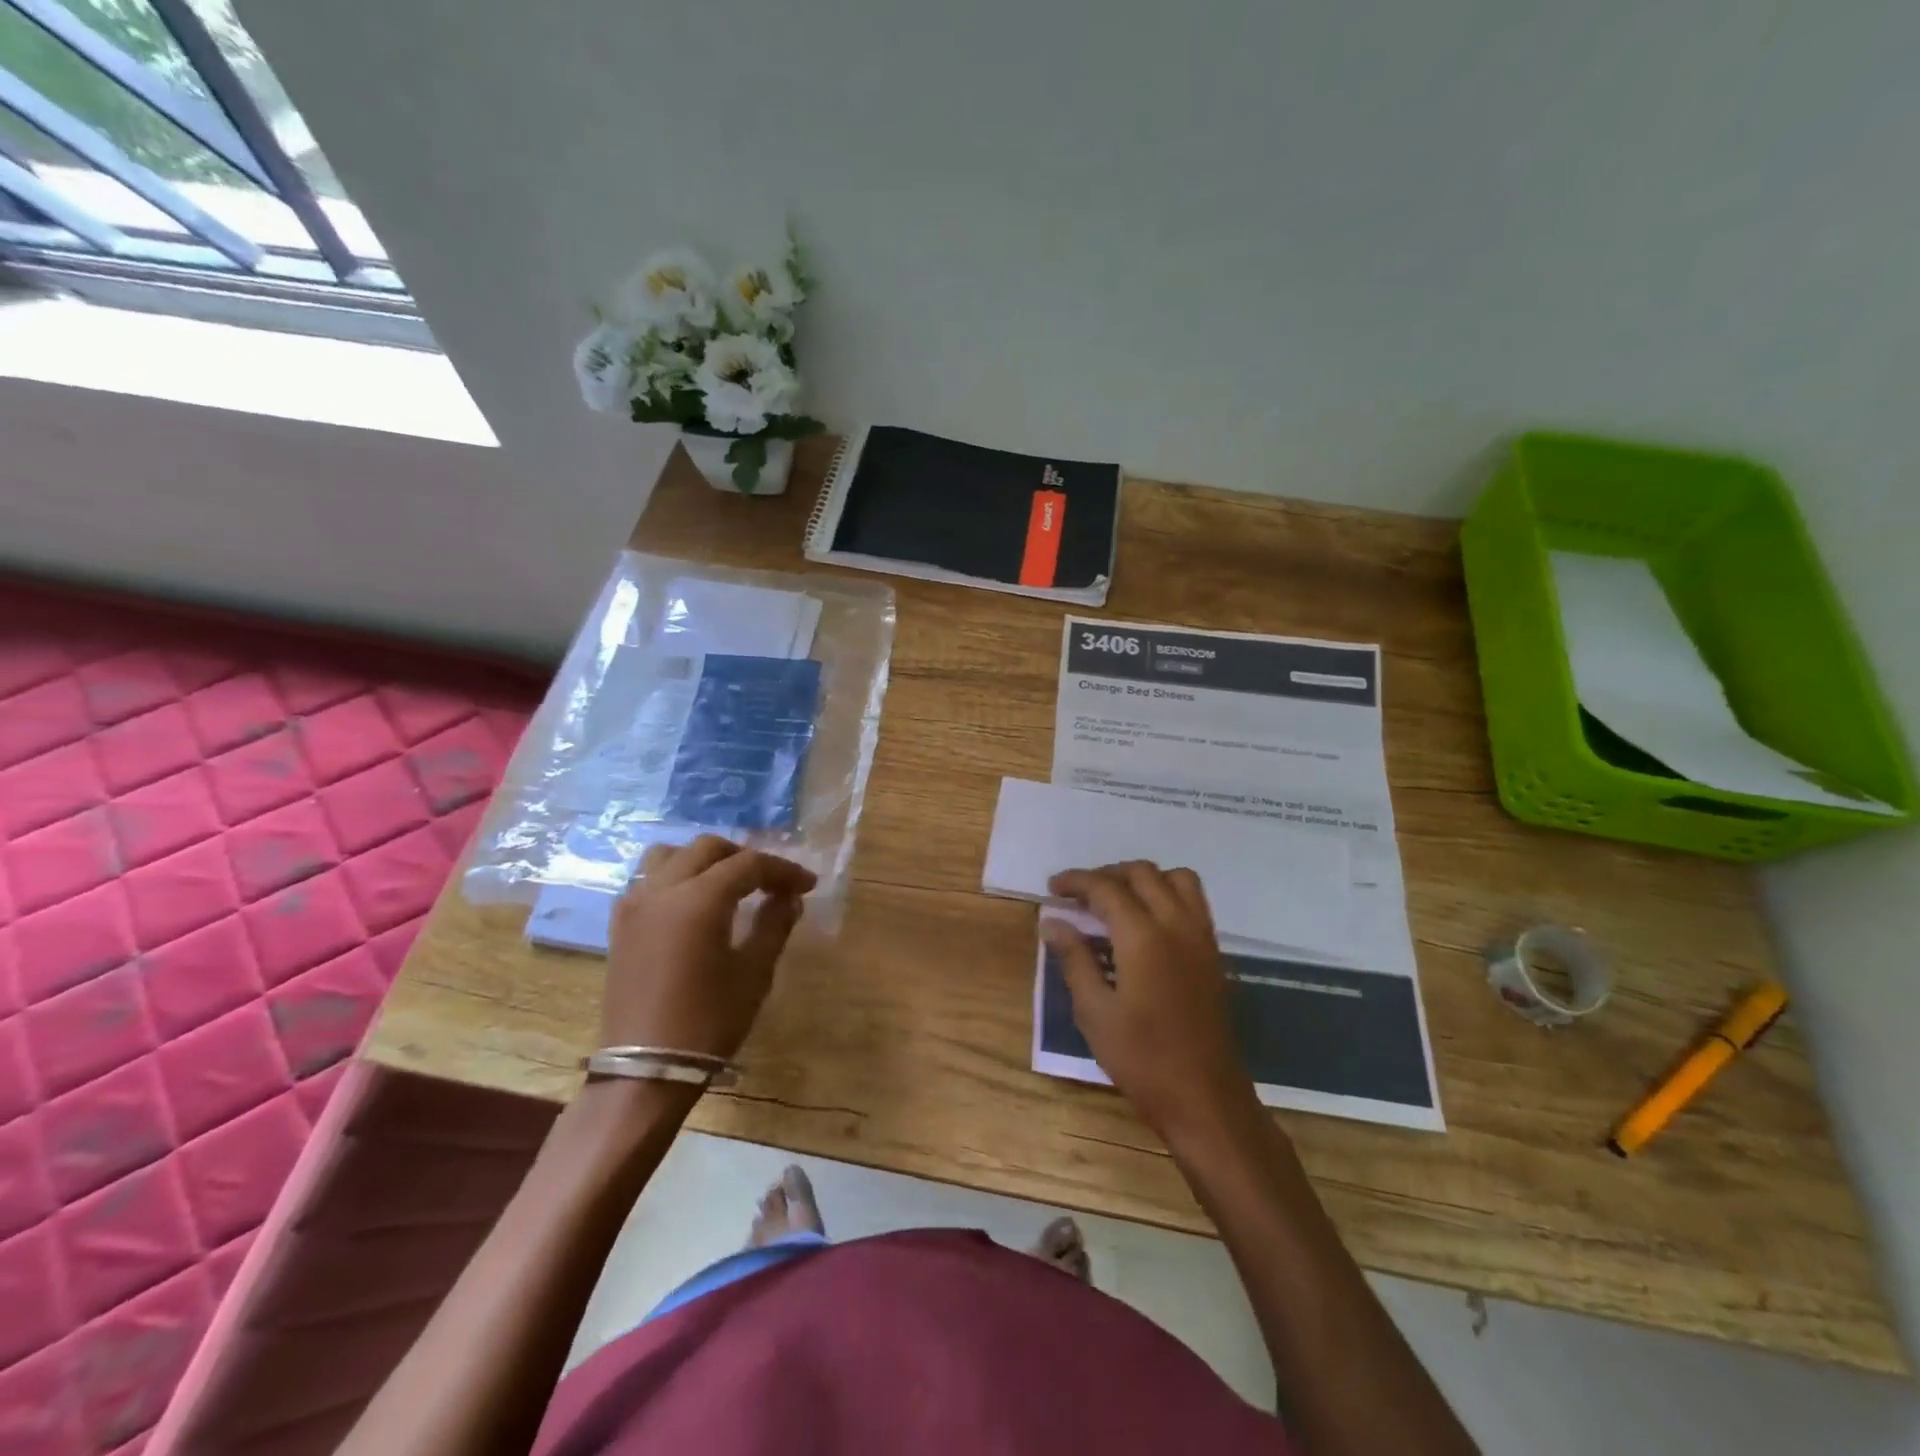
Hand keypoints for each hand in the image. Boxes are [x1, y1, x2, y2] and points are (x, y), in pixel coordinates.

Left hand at [601, 835, 817, 1059]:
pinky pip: (648, 880)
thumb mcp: (754, 973)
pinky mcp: (620, 925)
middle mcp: (662, 890)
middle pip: (707, 849)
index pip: (748, 864)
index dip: (782, 869)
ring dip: (704, 860)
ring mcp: (635, 905)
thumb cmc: (708, 1021)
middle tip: (770, 881)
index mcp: (699, 899)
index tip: (807, 884)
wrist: (645, 1070)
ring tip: (727, 883)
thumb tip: (789, 898)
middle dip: (744, 857)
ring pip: (670, 856)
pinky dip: (675, 877)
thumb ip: (774, 925)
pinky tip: (693, 903)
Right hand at [1044, 861, 1262, 1140]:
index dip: (1076, 882)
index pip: (1106, 888)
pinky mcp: (1214, 953)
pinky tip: (1145, 924)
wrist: (1205, 1098)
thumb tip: (1052, 921)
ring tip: (1116, 901)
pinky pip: (1192, 901)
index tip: (1053, 888)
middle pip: (1142, 873)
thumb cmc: (1142, 1059)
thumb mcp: (1094, 1012)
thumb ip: (1074, 959)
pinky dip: (1166, 894)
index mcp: (1144, 936)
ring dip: (1143, 879)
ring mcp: (1201, 937)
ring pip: (1175, 878)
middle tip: (1079, 896)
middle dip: (1107, 875)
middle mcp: (1177, 924)